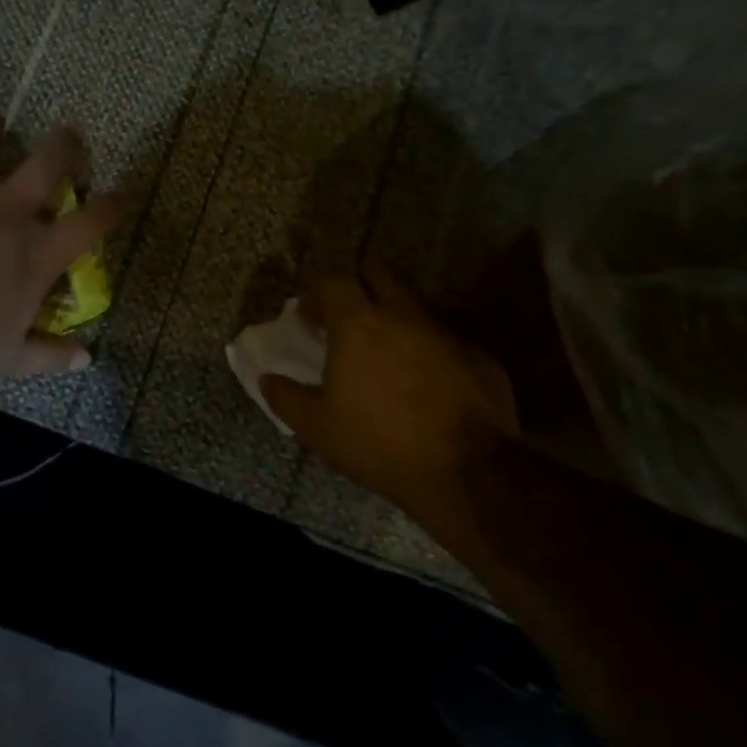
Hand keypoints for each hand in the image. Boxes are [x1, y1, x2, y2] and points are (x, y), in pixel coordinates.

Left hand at [0, 113, 128, 384]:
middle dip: (65, 142)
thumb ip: (49, 355)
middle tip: (68, 130)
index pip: (91, 223)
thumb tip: (87, 358)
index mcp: (36, 252)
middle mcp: (6, 211)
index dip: (114, 205)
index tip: (125, 193)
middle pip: (48, 160)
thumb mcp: (8, 359)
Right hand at [262, 260, 517, 522]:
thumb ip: (286, 397)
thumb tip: (268, 379)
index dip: (317, 291)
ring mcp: (445, 332)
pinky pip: (444, 338)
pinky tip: (425, 377)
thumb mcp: (317, 428)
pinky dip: (428, 347)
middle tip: (346, 310)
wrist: (467, 472)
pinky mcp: (478, 355)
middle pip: (378, 275)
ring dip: (394, 314)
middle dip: (359, 283)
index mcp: (358, 325)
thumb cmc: (378, 443)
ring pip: (414, 305)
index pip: (333, 281)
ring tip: (384, 345)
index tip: (307, 310)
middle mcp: (403, 315)